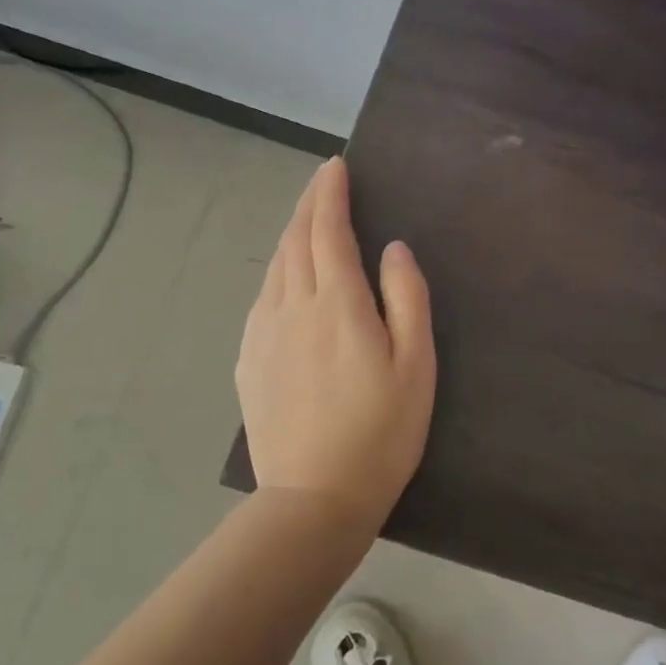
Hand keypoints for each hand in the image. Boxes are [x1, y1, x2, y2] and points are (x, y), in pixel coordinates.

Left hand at [236, 157, 435, 530]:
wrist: (314, 498)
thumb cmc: (381, 432)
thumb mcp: (416, 365)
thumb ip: (407, 297)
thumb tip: (393, 248)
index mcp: (338, 303)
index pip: (328, 230)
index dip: (330, 194)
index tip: (335, 167)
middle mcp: (293, 306)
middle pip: (295, 240)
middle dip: (309, 204)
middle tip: (323, 181)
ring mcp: (264, 333)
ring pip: (275, 267)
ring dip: (291, 234)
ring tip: (307, 220)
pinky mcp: (249, 359)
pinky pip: (263, 297)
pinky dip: (278, 271)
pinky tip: (286, 277)